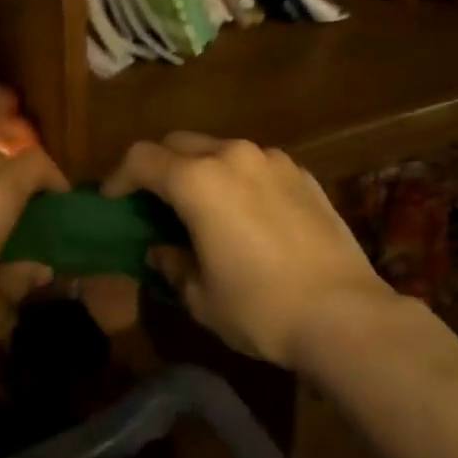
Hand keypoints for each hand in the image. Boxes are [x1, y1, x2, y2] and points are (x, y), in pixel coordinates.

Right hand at [103, 134, 402, 370]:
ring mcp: (272, 160)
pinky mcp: (302, 174)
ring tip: (203, 207)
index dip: (118, 177)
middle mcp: (233, 156)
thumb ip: (173, 264)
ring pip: (220, 150)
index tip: (112, 200)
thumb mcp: (201, 296)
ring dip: (200, 170)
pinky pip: (255, 164)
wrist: (345, 314)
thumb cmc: (261, 308)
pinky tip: (247, 214)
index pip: (141, 159)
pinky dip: (238, 179)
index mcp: (198, 181)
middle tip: (153, 202)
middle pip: (179, 143)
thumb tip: (162, 251)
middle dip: (158, 167)